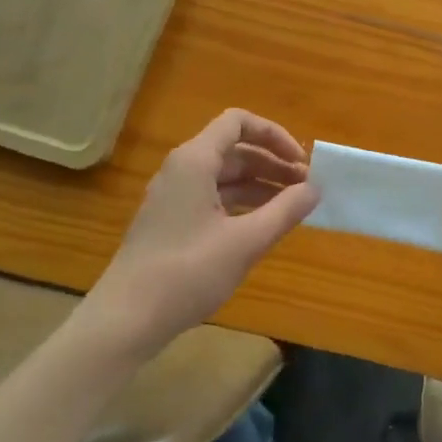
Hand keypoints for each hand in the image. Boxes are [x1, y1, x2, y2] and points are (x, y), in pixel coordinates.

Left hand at [77, 110, 318, 356]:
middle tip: (306, 187)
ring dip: (261, 184)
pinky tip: (264, 225)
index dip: (274, 135)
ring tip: (293, 206)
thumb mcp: (246, 242)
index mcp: (194, 161)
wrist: (126, 319)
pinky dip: (242, 203)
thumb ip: (285, 211)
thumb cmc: (187, 272)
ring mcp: (174, 197)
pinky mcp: (172, 222)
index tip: (301, 163)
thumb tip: (314, 189)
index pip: (238, 122)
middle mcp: (181, 170)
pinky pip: (214, 198)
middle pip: (234, 149)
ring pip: (225, 176)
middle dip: (273, 163)